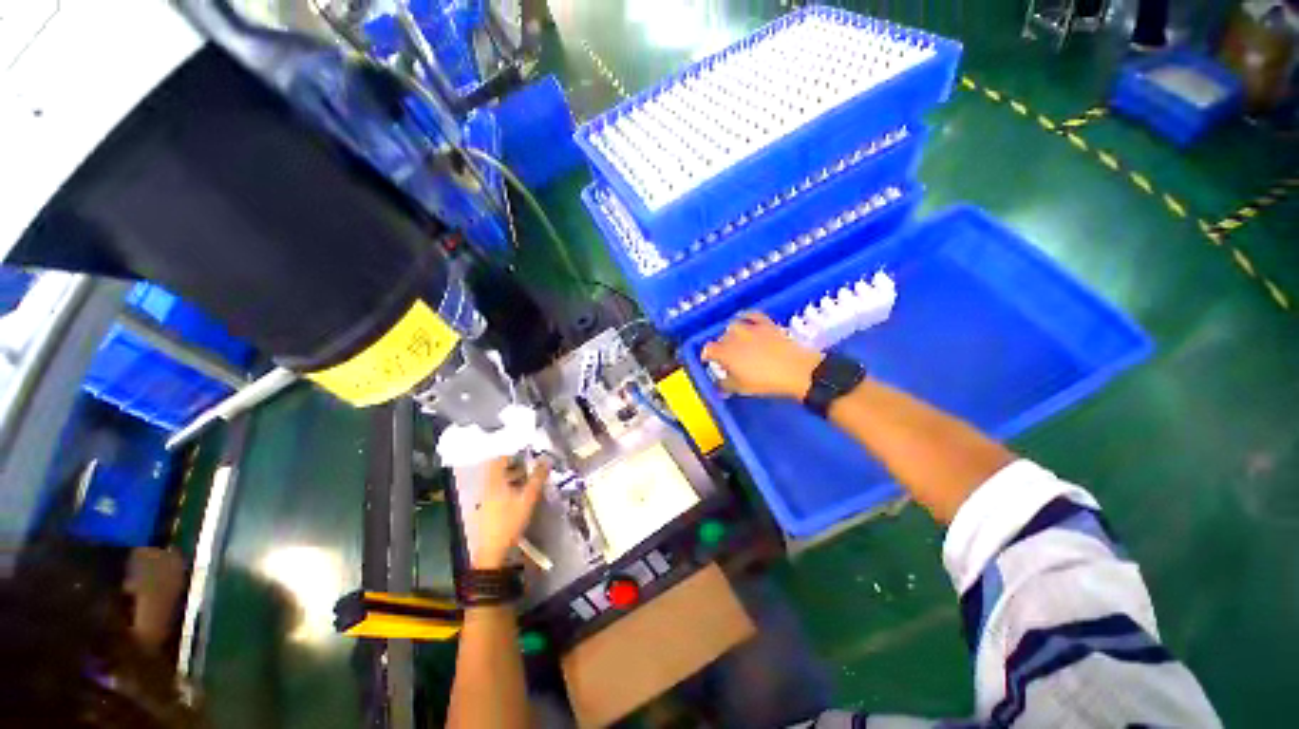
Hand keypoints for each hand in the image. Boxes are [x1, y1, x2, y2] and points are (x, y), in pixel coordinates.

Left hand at [473, 456, 549, 568]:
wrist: (492, 551)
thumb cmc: (509, 521)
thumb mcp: (528, 498)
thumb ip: (537, 478)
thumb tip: (546, 460)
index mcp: (494, 481)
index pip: (500, 459)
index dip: (513, 454)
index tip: (528, 454)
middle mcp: (487, 487)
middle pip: (499, 469)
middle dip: (516, 466)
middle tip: (532, 467)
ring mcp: (485, 498)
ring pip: (499, 481)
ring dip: (513, 477)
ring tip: (529, 480)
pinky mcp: (486, 509)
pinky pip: (498, 491)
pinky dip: (509, 488)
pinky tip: (520, 495)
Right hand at [702, 312, 823, 398]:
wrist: (795, 371)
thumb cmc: (765, 382)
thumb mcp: (741, 388)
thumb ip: (725, 384)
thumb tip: (719, 384)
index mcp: (725, 353)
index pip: (708, 350)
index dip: (706, 356)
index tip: (708, 361)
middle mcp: (734, 337)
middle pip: (721, 339)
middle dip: (721, 347)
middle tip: (727, 358)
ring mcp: (750, 328)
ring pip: (733, 326)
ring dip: (732, 333)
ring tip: (736, 341)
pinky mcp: (766, 323)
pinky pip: (751, 315)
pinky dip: (746, 317)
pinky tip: (746, 320)